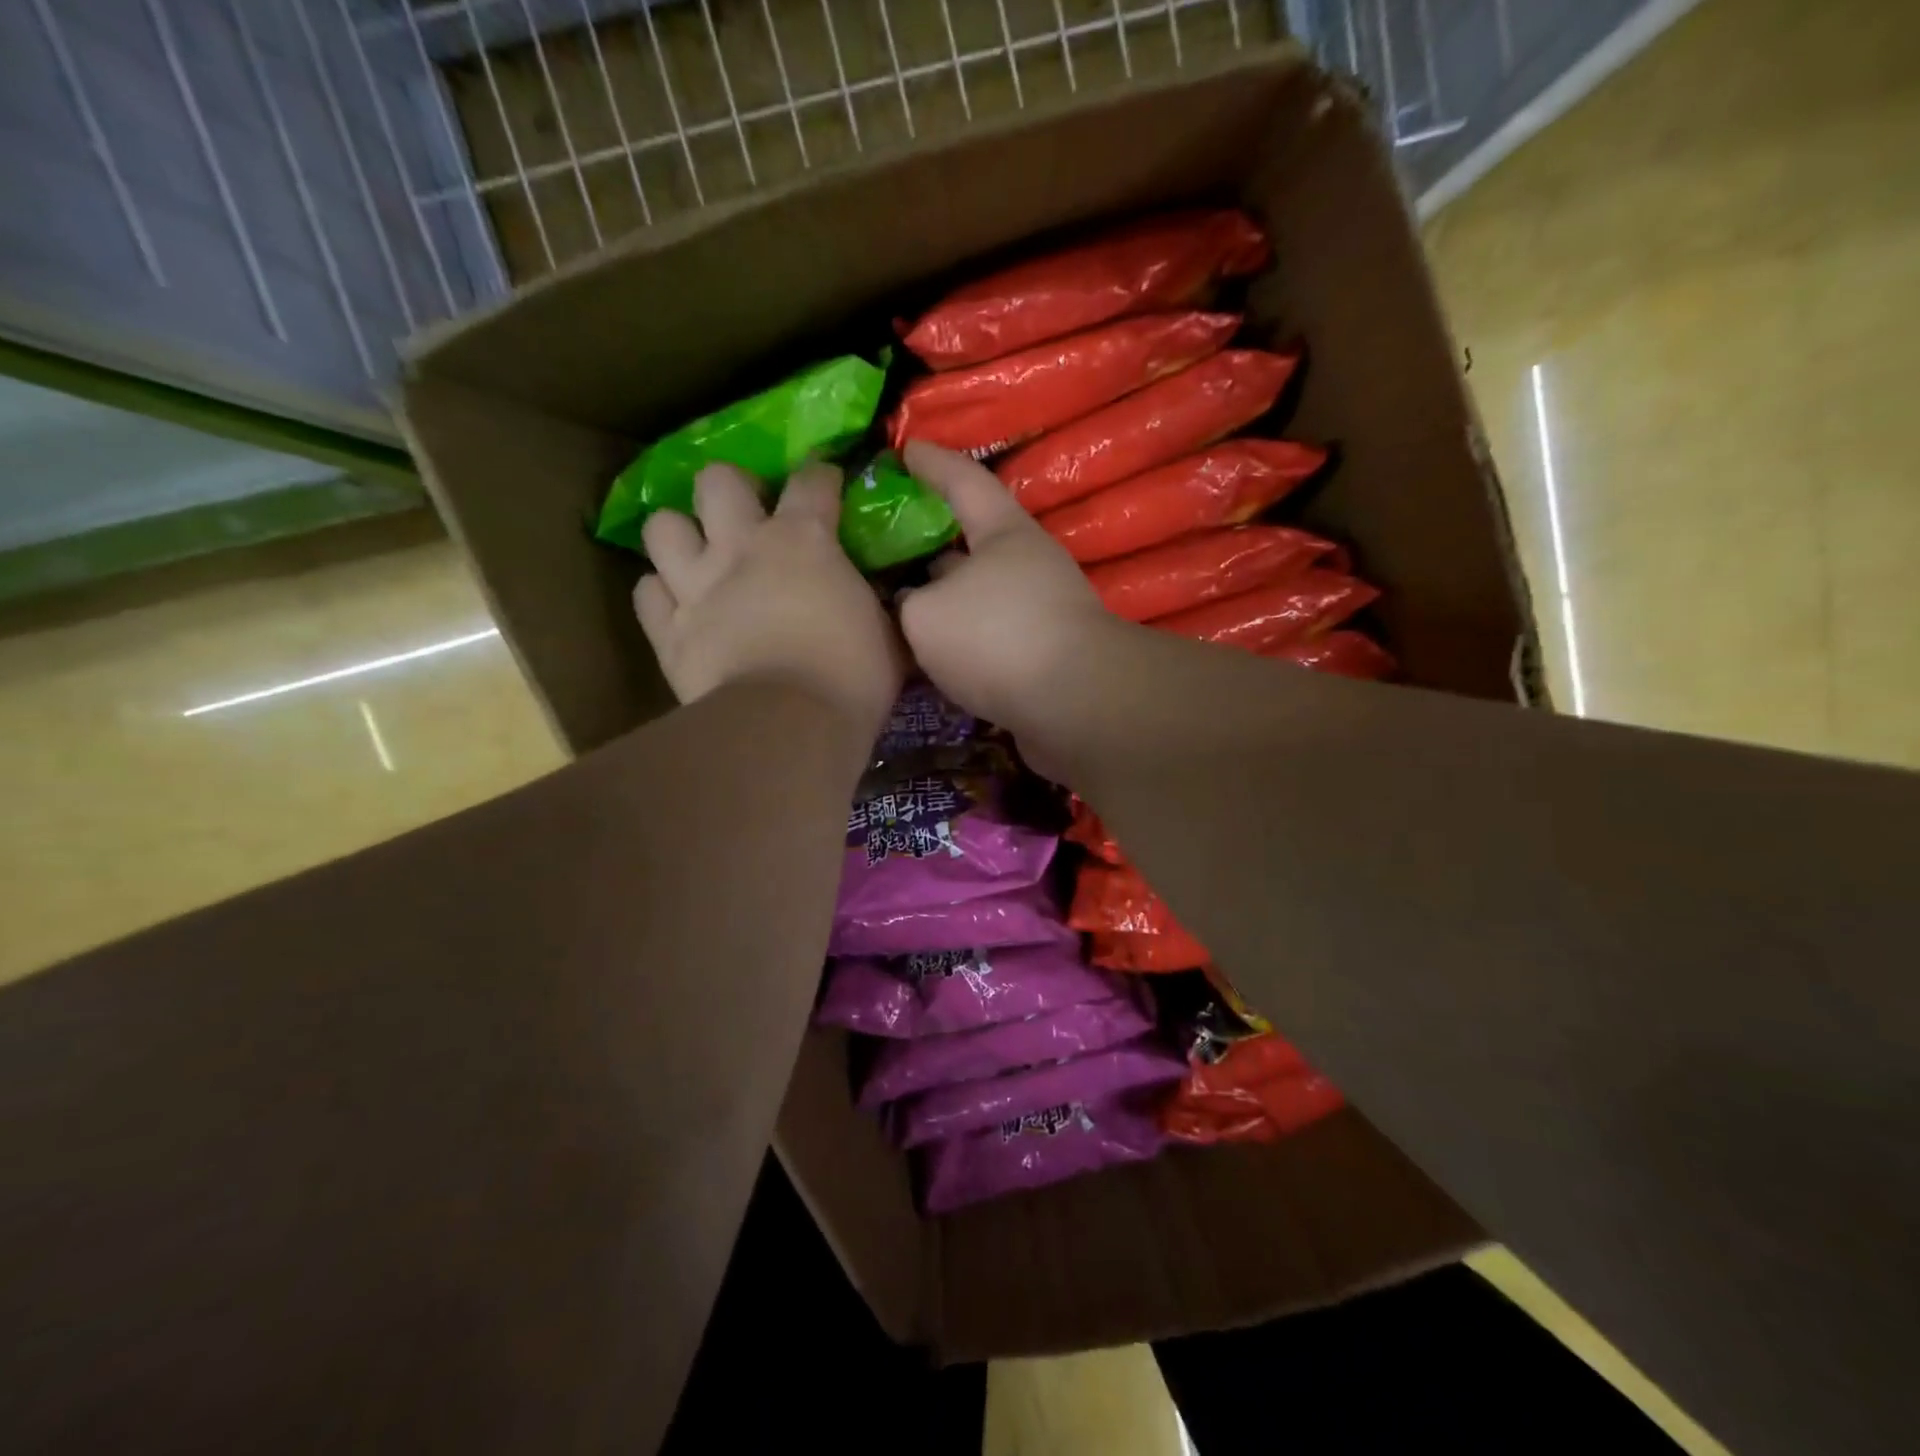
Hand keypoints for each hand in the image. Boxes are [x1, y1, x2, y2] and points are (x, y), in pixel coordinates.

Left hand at [635, 462, 904, 737]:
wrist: (790, 727)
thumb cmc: (852, 677)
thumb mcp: (886, 633)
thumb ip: (876, 603)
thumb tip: (882, 596)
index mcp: (804, 540)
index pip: (811, 479)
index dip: (820, 476)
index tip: (826, 486)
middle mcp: (741, 547)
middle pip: (717, 480)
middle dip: (732, 489)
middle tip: (747, 517)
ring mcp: (696, 586)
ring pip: (662, 526)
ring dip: (681, 536)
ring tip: (699, 557)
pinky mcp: (669, 631)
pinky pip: (647, 593)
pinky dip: (661, 595)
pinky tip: (679, 608)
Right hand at [897, 442, 1117, 748]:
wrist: (1075, 705)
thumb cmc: (997, 637)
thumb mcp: (926, 615)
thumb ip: (907, 602)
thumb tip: (912, 606)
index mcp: (1003, 533)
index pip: (963, 481)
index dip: (932, 463)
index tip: (904, 448)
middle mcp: (1028, 565)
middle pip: (973, 543)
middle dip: (933, 543)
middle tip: (888, 545)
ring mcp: (1041, 612)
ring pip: (980, 595)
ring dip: (945, 599)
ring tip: (899, 608)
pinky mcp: (1045, 657)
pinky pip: (990, 636)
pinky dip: (961, 640)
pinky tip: (933, 656)